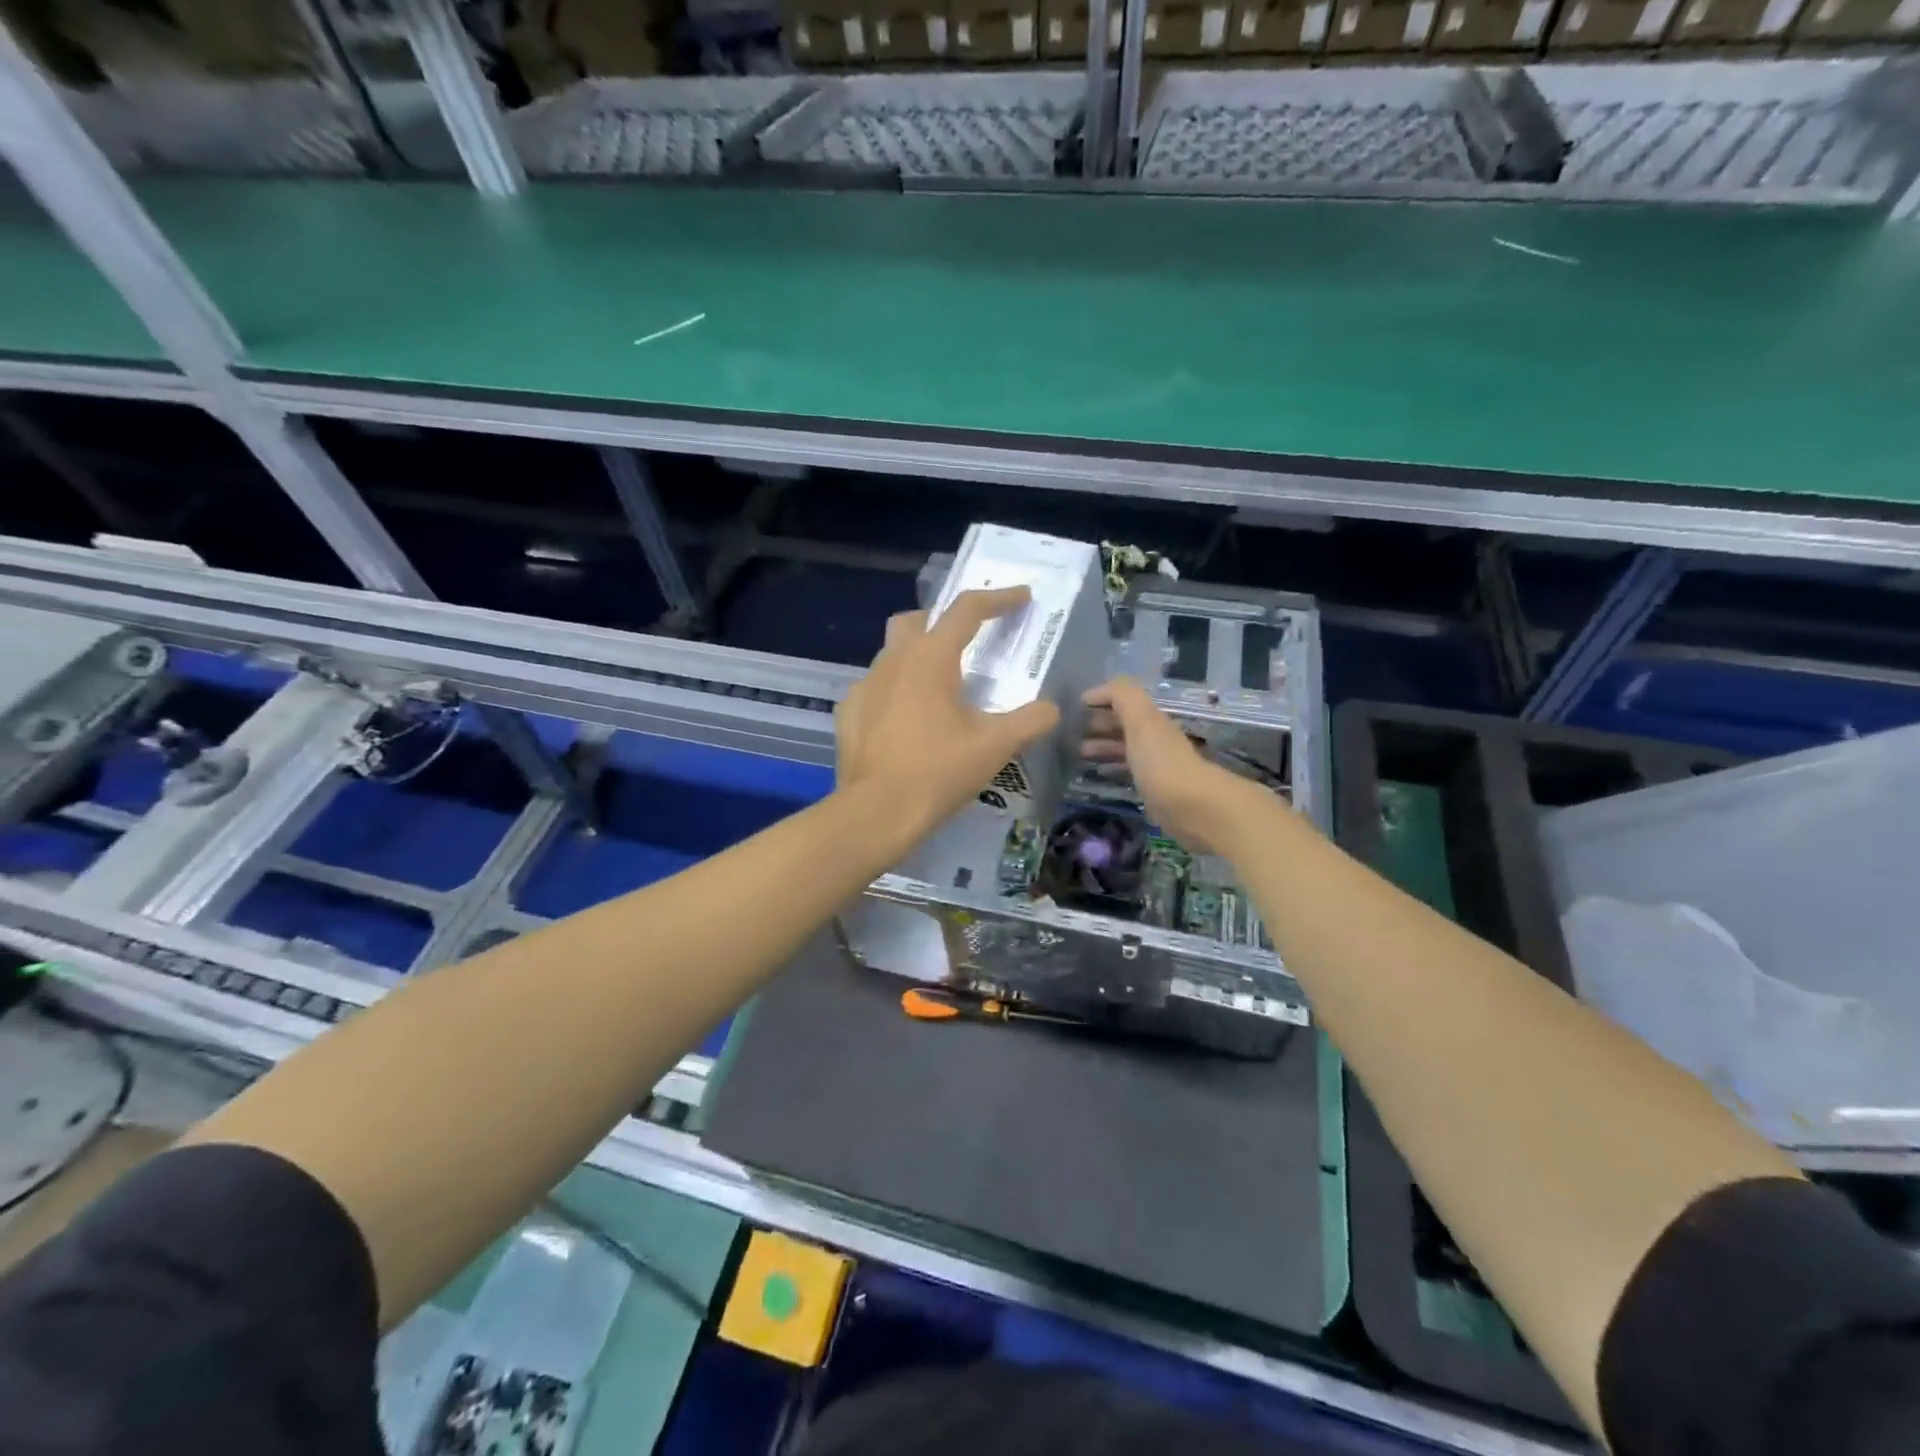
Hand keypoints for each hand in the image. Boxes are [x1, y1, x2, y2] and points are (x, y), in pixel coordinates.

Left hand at [835, 588, 1061, 844]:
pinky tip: (905, 719)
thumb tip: (1051, 709)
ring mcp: (865, 686)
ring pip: (891, 653)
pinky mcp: (849, 713)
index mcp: (931, 658)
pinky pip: (874, 688)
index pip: (967, 610)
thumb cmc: (939, 771)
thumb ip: (1031, 720)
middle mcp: (893, 661)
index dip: (998, 599)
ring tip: (937, 688)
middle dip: (942, 621)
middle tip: (965, 642)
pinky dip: (893, 692)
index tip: (1021, 597)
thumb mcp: (996, 745)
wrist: (878, 812)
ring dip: (916, 657)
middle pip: (916, 620)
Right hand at [1081, 678, 1269, 854]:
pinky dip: (1112, 767)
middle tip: (1069, 731)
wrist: (1192, 807)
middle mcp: (1154, 737)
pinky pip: (1128, 771)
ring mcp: (1155, 764)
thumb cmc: (1160, 761)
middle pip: (1124, 724)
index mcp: (1151, 719)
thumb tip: (1094, 691)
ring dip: (1102, 747)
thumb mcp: (1140, 719)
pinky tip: (1099, 774)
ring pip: (1125, 748)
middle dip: (1098, 724)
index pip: (1123, 700)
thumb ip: (1122, 696)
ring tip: (1077, 754)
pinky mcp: (1154, 789)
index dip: (1100, 699)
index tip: (1073, 707)